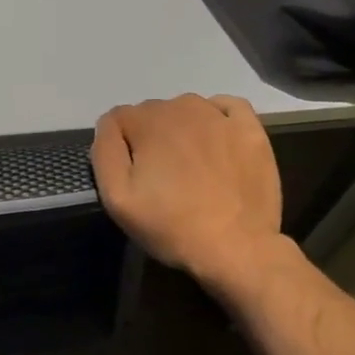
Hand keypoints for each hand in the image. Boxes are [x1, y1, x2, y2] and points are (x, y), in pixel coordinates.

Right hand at [91, 94, 284, 285]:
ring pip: (187, 109)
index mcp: (147, 121)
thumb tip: (109, 125)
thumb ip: (105, 151)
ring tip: (190, 166)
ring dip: (182, 129)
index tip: (132, 176)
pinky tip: (217, 139)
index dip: (120, 146)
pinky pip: (228, 107)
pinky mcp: (250, 130)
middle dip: (150, 138)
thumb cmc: (171, 225)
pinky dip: (218, 117)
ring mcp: (220, 116)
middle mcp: (182, 107)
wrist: (236, 248)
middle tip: (160, 177)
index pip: (119, 118)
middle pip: (153, 113)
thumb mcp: (116, 197)